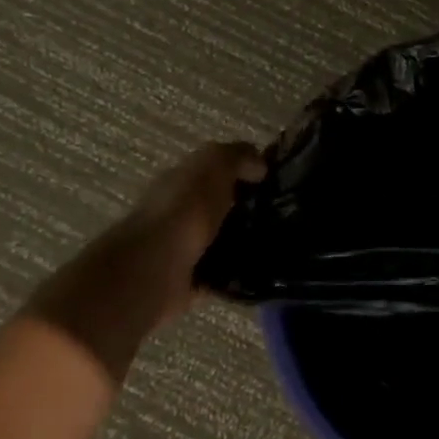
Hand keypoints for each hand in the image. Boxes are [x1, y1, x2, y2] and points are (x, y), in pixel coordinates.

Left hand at [23, 143, 264, 378]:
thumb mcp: (213, 167)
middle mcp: (178, 212)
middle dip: (247, 207)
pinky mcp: (188, 281)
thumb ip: (236, 157)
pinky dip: (236, 275)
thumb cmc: (183, 212)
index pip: (214, 169)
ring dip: (243, 241)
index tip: (276, 179)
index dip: (243, 170)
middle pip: (217, 205)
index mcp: (180, 180)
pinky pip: (219, 275)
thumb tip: (259, 163)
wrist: (153, 270)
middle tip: (285, 213)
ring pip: (220, 239)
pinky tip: (261, 272)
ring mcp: (181, 248)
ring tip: (279, 244)